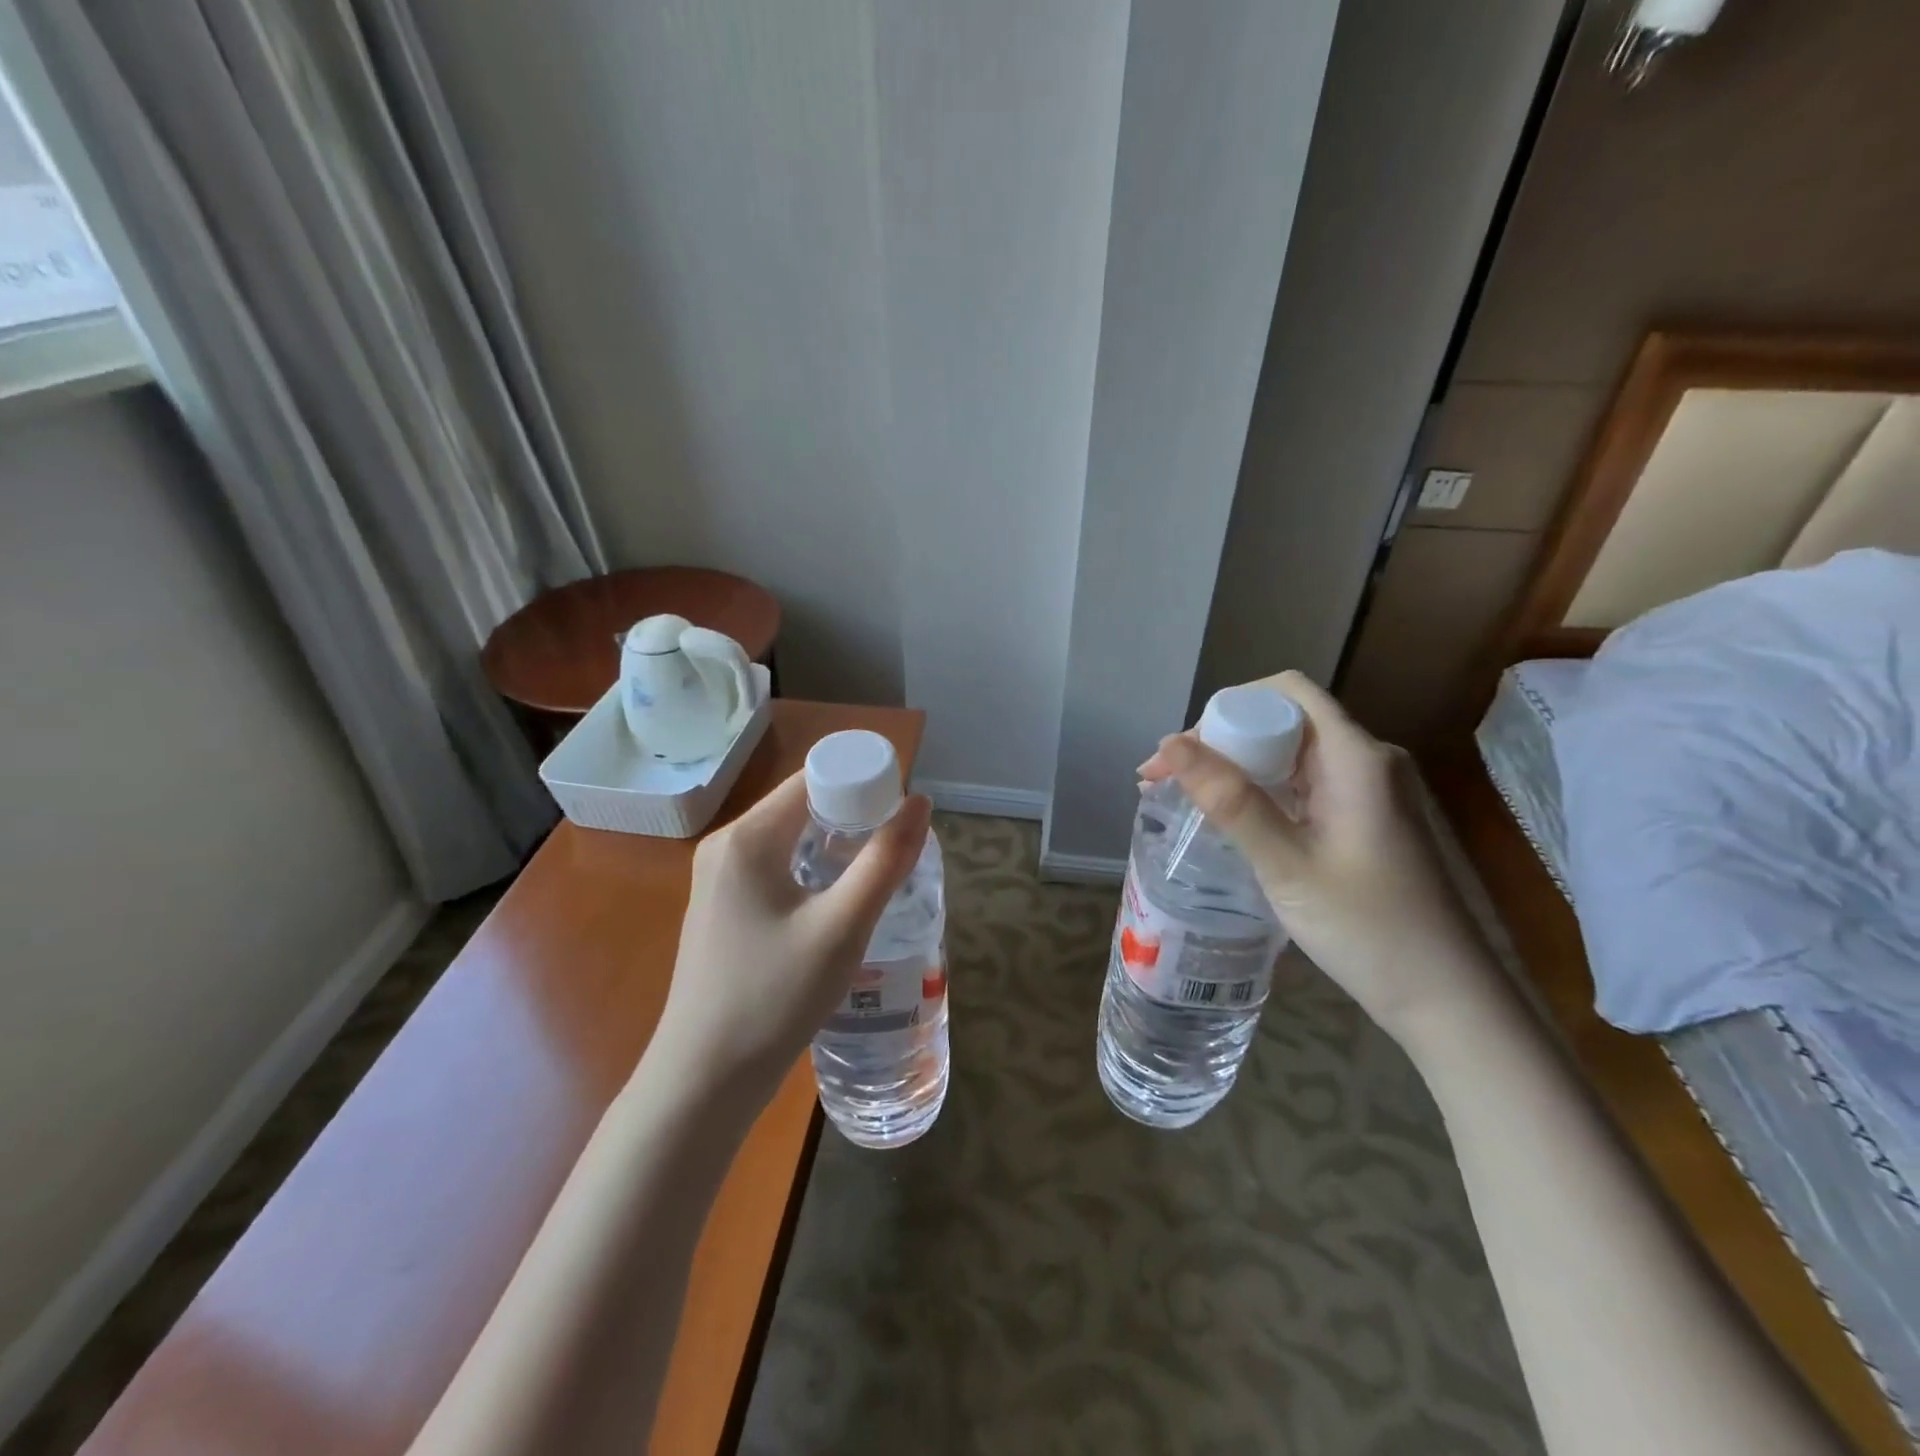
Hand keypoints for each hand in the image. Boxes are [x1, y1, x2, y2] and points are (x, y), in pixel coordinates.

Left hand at [652, 771, 932, 1099]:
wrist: (704, 1080)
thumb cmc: (773, 998)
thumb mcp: (841, 928)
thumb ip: (885, 861)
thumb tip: (920, 802)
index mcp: (747, 838)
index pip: (813, 779)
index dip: (862, 783)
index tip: (902, 811)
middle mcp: (726, 846)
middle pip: (801, 806)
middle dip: (853, 815)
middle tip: (898, 845)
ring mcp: (718, 879)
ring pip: (789, 838)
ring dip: (835, 844)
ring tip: (878, 870)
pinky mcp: (722, 908)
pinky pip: (775, 867)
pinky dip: (811, 869)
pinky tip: (838, 899)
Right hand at [1140, 671, 1495, 1044]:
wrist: (1445, 999)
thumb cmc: (1367, 929)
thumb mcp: (1286, 863)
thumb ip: (1229, 800)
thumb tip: (1169, 745)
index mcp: (1356, 757)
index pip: (1284, 693)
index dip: (1226, 708)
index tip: (1182, 752)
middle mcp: (1366, 760)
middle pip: (1282, 721)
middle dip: (1219, 741)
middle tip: (1163, 781)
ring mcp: (1368, 790)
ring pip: (1289, 754)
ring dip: (1234, 768)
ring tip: (1180, 797)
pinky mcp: (1363, 818)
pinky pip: (1302, 785)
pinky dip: (1259, 792)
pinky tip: (1227, 817)